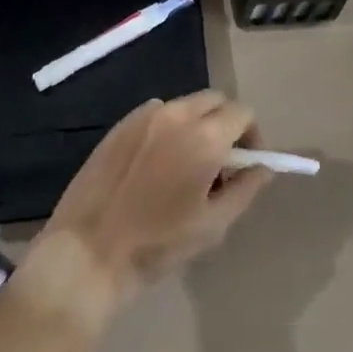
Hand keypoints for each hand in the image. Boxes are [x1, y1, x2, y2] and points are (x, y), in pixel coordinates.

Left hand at [23, 91, 274, 325]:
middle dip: (225, 124)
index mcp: (204, 137)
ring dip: (197, 124)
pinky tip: (156, 165)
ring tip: (186, 166)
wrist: (89, 251)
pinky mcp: (121, 123)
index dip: (251, 135)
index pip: (242, 112)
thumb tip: (263, 167)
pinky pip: (158, 113)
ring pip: (186, 105)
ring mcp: (145, 114)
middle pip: (215, 100)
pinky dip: (168, 128)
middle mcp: (176, 113)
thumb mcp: (212, 225)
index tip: (245, 164)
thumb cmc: (157, 245)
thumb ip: (245, 190)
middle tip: (220, 164)